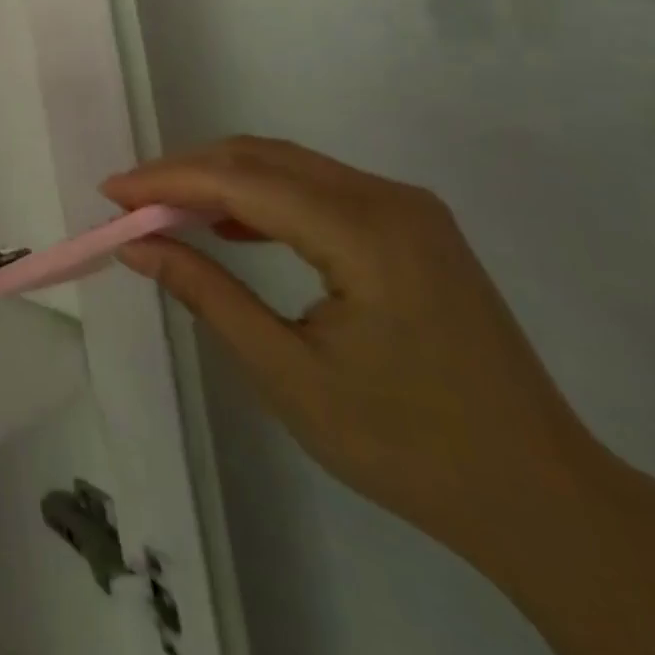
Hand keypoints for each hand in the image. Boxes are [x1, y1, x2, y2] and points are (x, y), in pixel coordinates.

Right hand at [106, 138, 604, 558]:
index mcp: (366, 234)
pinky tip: (230, 224)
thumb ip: (207, 295)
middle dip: (186, 172)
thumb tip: (137, 247)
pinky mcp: (410, 224)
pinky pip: (316, 188)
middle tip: (129, 202)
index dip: (167, 180)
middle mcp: (388, 199)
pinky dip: (261, 196)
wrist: (544, 497)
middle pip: (262, 157)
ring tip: (165, 210)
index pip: (243, 180)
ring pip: (288, 165)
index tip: (110, 193)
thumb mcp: (289, 376)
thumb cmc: (410, 446)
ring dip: (220, 179)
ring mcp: (406, 207)